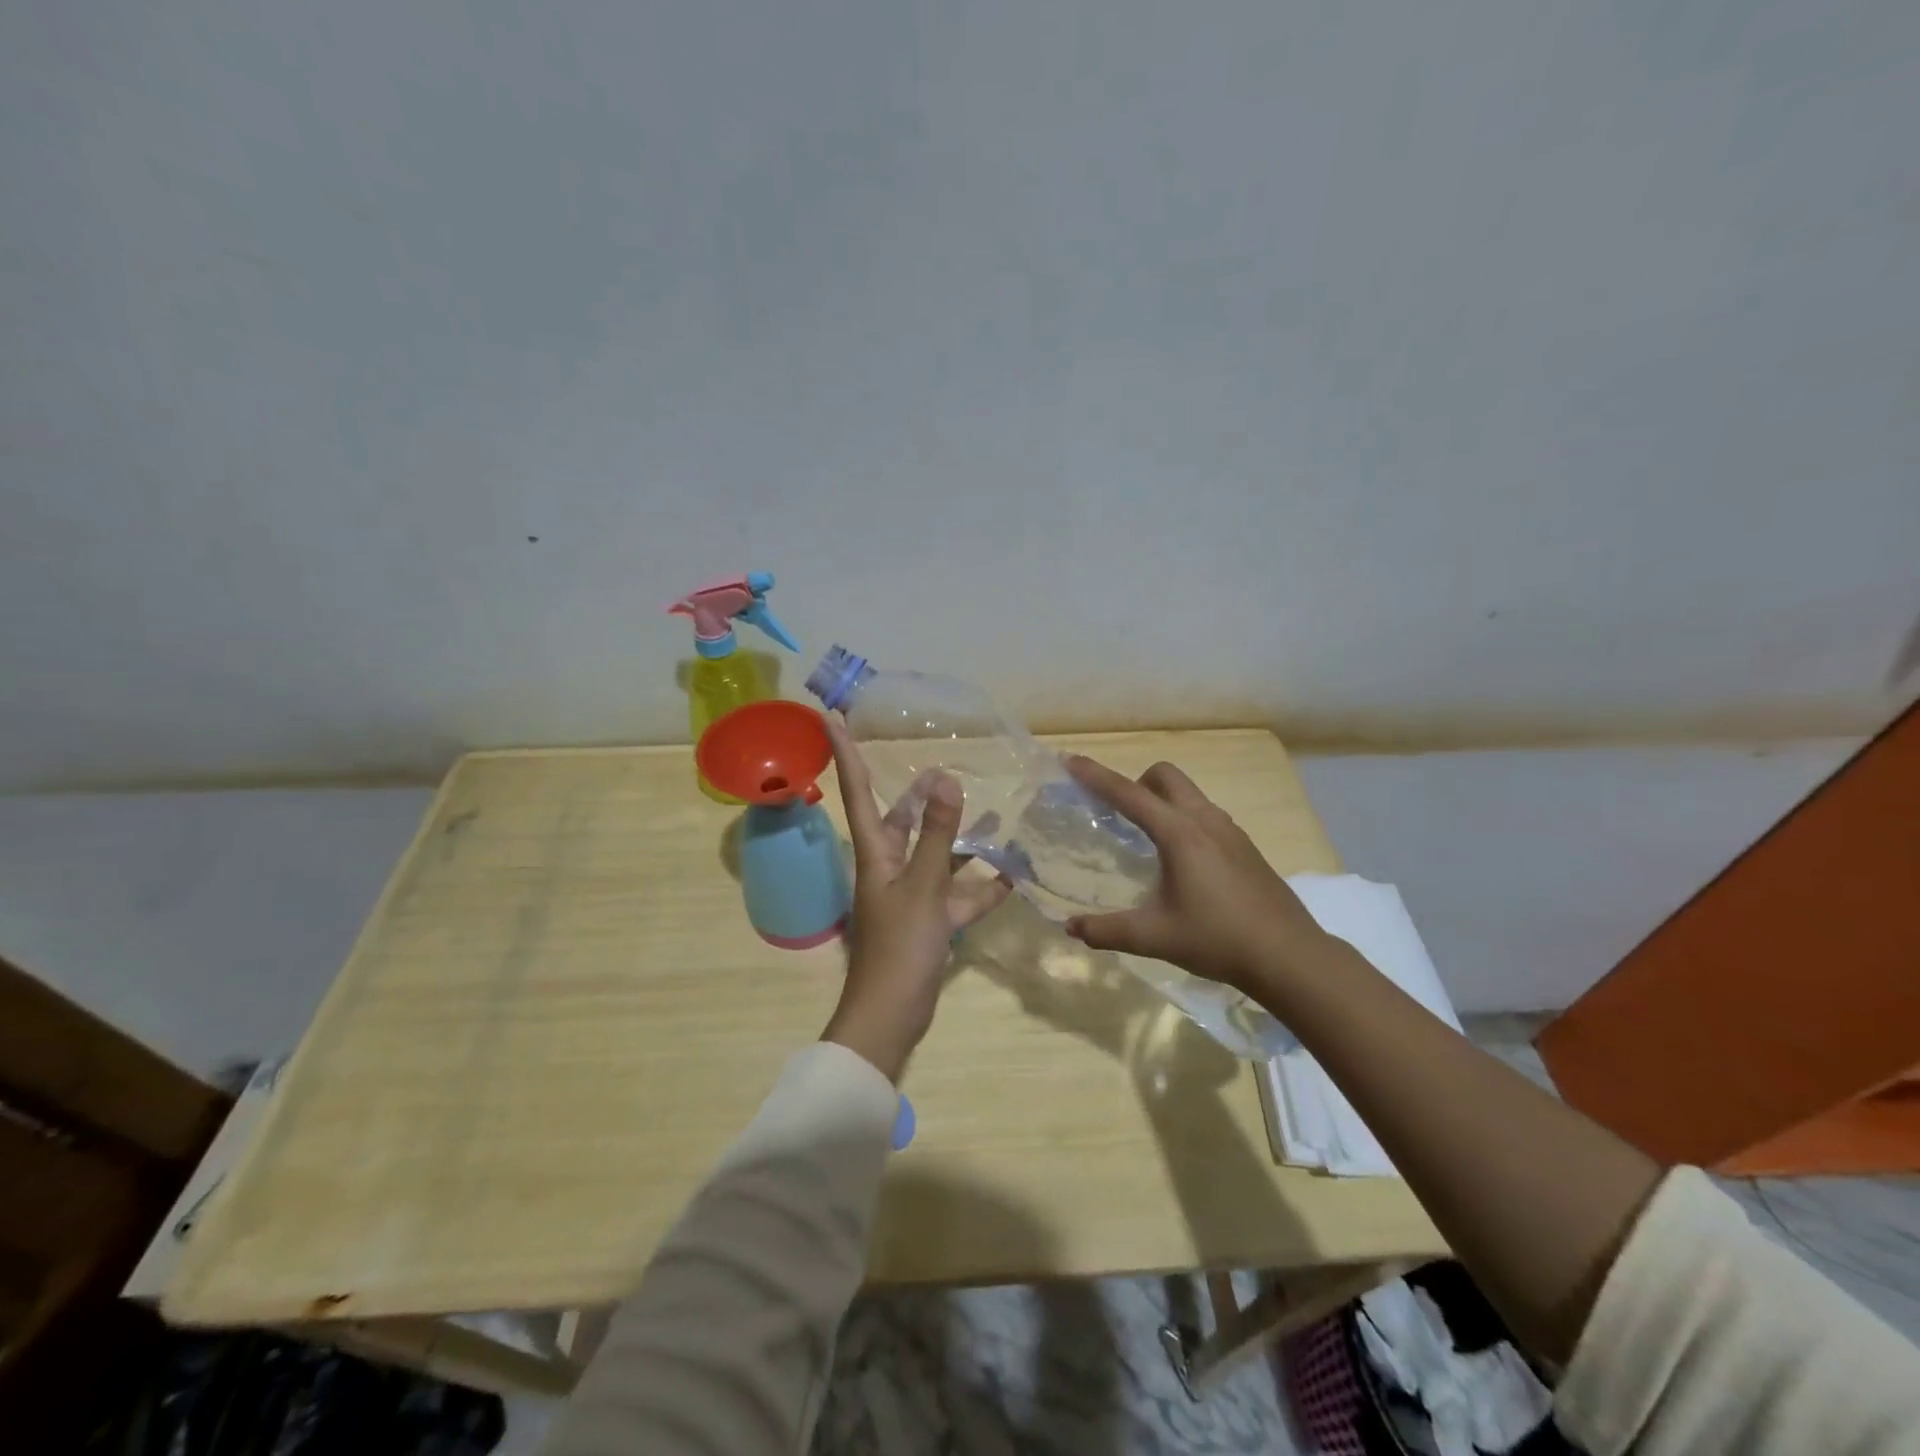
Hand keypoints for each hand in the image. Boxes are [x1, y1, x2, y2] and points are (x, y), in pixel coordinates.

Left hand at [820, 718, 1011, 1080]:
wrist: (892, 1016)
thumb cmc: (900, 947)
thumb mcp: (923, 886)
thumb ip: (936, 835)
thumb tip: (945, 779)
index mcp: (875, 853)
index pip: (857, 791)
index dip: (844, 752)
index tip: (831, 716)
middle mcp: (889, 867)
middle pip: (901, 821)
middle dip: (918, 796)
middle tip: (941, 768)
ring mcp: (909, 895)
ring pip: (934, 856)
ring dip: (958, 838)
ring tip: (990, 814)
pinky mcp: (929, 921)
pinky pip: (956, 894)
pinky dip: (980, 886)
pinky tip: (1011, 875)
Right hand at [1062, 756, 1335, 1000]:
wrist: (1289, 956)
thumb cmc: (1218, 939)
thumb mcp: (1154, 937)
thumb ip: (1107, 930)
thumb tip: (1070, 928)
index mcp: (1179, 833)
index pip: (1128, 794)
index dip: (1096, 776)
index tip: (1071, 761)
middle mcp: (1205, 821)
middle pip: (1165, 776)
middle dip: (1136, 782)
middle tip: (1117, 814)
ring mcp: (1230, 831)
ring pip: (1189, 794)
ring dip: (1163, 800)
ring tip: (1147, 838)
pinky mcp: (1245, 847)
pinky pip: (1205, 815)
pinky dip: (1184, 819)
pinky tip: (1183, 863)